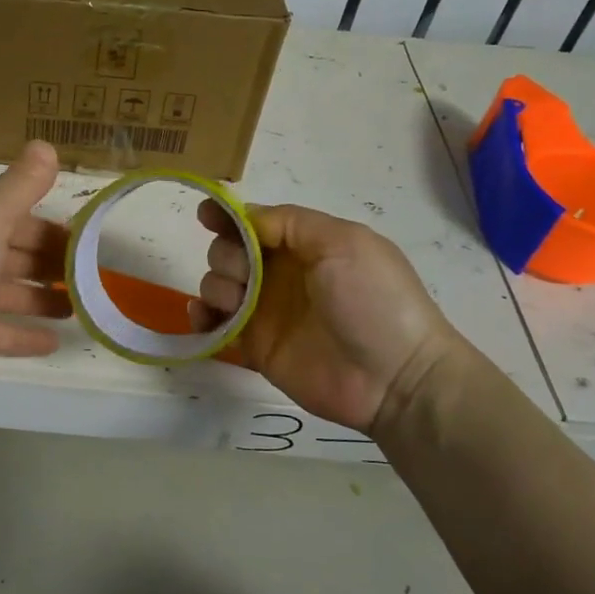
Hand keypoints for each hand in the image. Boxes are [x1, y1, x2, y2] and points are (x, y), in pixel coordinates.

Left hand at [0, 141, 70, 393]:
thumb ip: (20, 185)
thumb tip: (45, 144)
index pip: (12, 217)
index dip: (49, 228)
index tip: (86, 242)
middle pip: (11, 254)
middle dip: (49, 263)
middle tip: (92, 276)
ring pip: (6, 294)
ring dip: (41, 299)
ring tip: (81, 307)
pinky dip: (24, 335)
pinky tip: (55, 341)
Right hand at [191, 201, 469, 436]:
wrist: (394, 377)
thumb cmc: (373, 300)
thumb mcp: (343, 243)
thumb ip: (291, 222)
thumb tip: (246, 216)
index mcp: (303, 245)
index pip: (254, 223)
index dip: (227, 216)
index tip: (207, 216)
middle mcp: (279, 274)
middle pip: (228, 250)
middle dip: (227, 255)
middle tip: (246, 274)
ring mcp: (264, 310)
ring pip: (216, 283)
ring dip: (216, 285)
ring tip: (239, 303)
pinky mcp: (254, 345)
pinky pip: (214, 325)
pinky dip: (200, 317)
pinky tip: (205, 319)